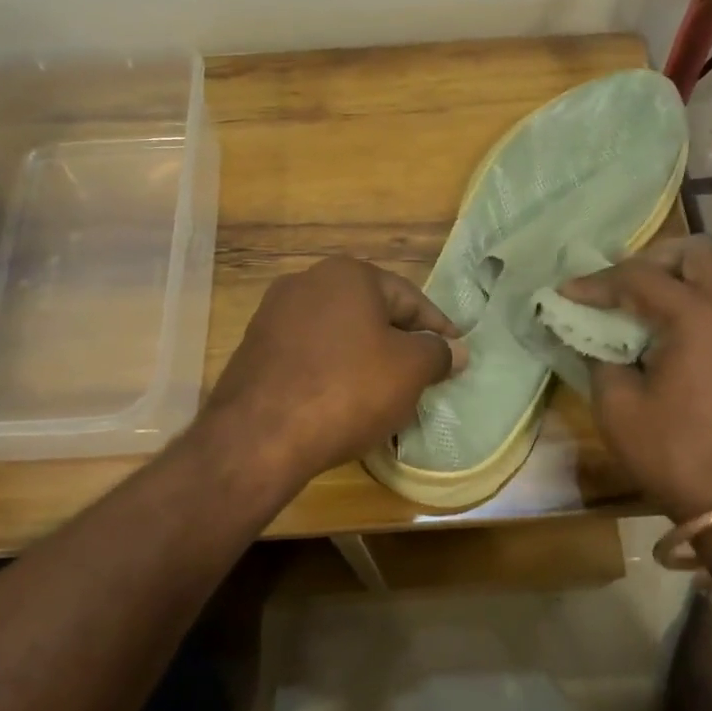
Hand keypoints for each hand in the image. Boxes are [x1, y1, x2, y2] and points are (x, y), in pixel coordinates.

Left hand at [201, 257, 466, 492]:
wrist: (260, 436)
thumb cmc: (348, 389)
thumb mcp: (409, 370)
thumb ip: (437, 353)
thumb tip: (455, 350)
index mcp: (348, 274)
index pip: (409, 298)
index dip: (438, 328)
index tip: (456, 355)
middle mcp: (307, 282)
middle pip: (371, 313)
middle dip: (400, 343)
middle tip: (425, 375)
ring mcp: (274, 315)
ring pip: (339, 335)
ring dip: (366, 359)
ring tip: (387, 393)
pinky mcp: (255, 350)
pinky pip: (311, 356)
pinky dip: (334, 373)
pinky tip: (344, 402)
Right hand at [560, 235, 711, 519]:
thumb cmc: (679, 457)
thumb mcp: (619, 409)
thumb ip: (601, 359)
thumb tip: (594, 337)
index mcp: (700, 317)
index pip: (640, 277)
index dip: (597, 282)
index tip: (567, 292)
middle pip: (696, 252)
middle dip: (652, 260)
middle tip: (621, 287)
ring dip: (682, 280)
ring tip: (647, 310)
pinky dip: (705, 304)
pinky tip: (681, 338)